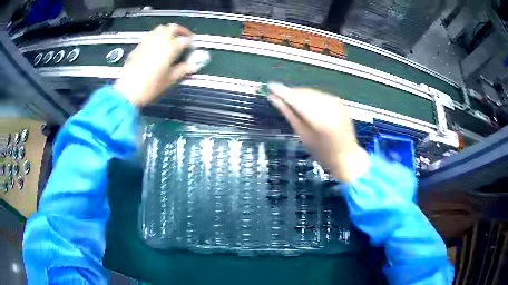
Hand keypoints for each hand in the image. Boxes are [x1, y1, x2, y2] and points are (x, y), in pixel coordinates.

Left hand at [115, 24, 197, 105]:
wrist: (127, 91)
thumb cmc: (150, 87)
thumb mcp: (169, 80)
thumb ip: (183, 70)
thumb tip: (194, 66)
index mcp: (170, 48)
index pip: (185, 40)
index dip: (191, 43)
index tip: (192, 48)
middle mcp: (160, 40)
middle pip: (173, 28)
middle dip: (181, 31)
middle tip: (184, 38)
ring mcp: (148, 41)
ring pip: (160, 29)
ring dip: (168, 31)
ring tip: (170, 39)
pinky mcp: (139, 46)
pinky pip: (150, 35)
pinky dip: (157, 36)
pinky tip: (157, 45)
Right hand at [268, 83, 368, 182]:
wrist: (347, 156)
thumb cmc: (323, 152)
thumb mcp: (304, 136)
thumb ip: (289, 114)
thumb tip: (274, 99)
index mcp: (320, 119)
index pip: (297, 99)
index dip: (283, 92)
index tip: (270, 86)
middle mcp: (329, 106)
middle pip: (304, 93)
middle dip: (291, 93)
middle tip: (279, 96)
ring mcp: (336, 102)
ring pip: (311, 92)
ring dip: (299, 94)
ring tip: (290, 101)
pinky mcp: (339, 101)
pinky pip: (319, 94)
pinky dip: (310, 97)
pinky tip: (305, 103)